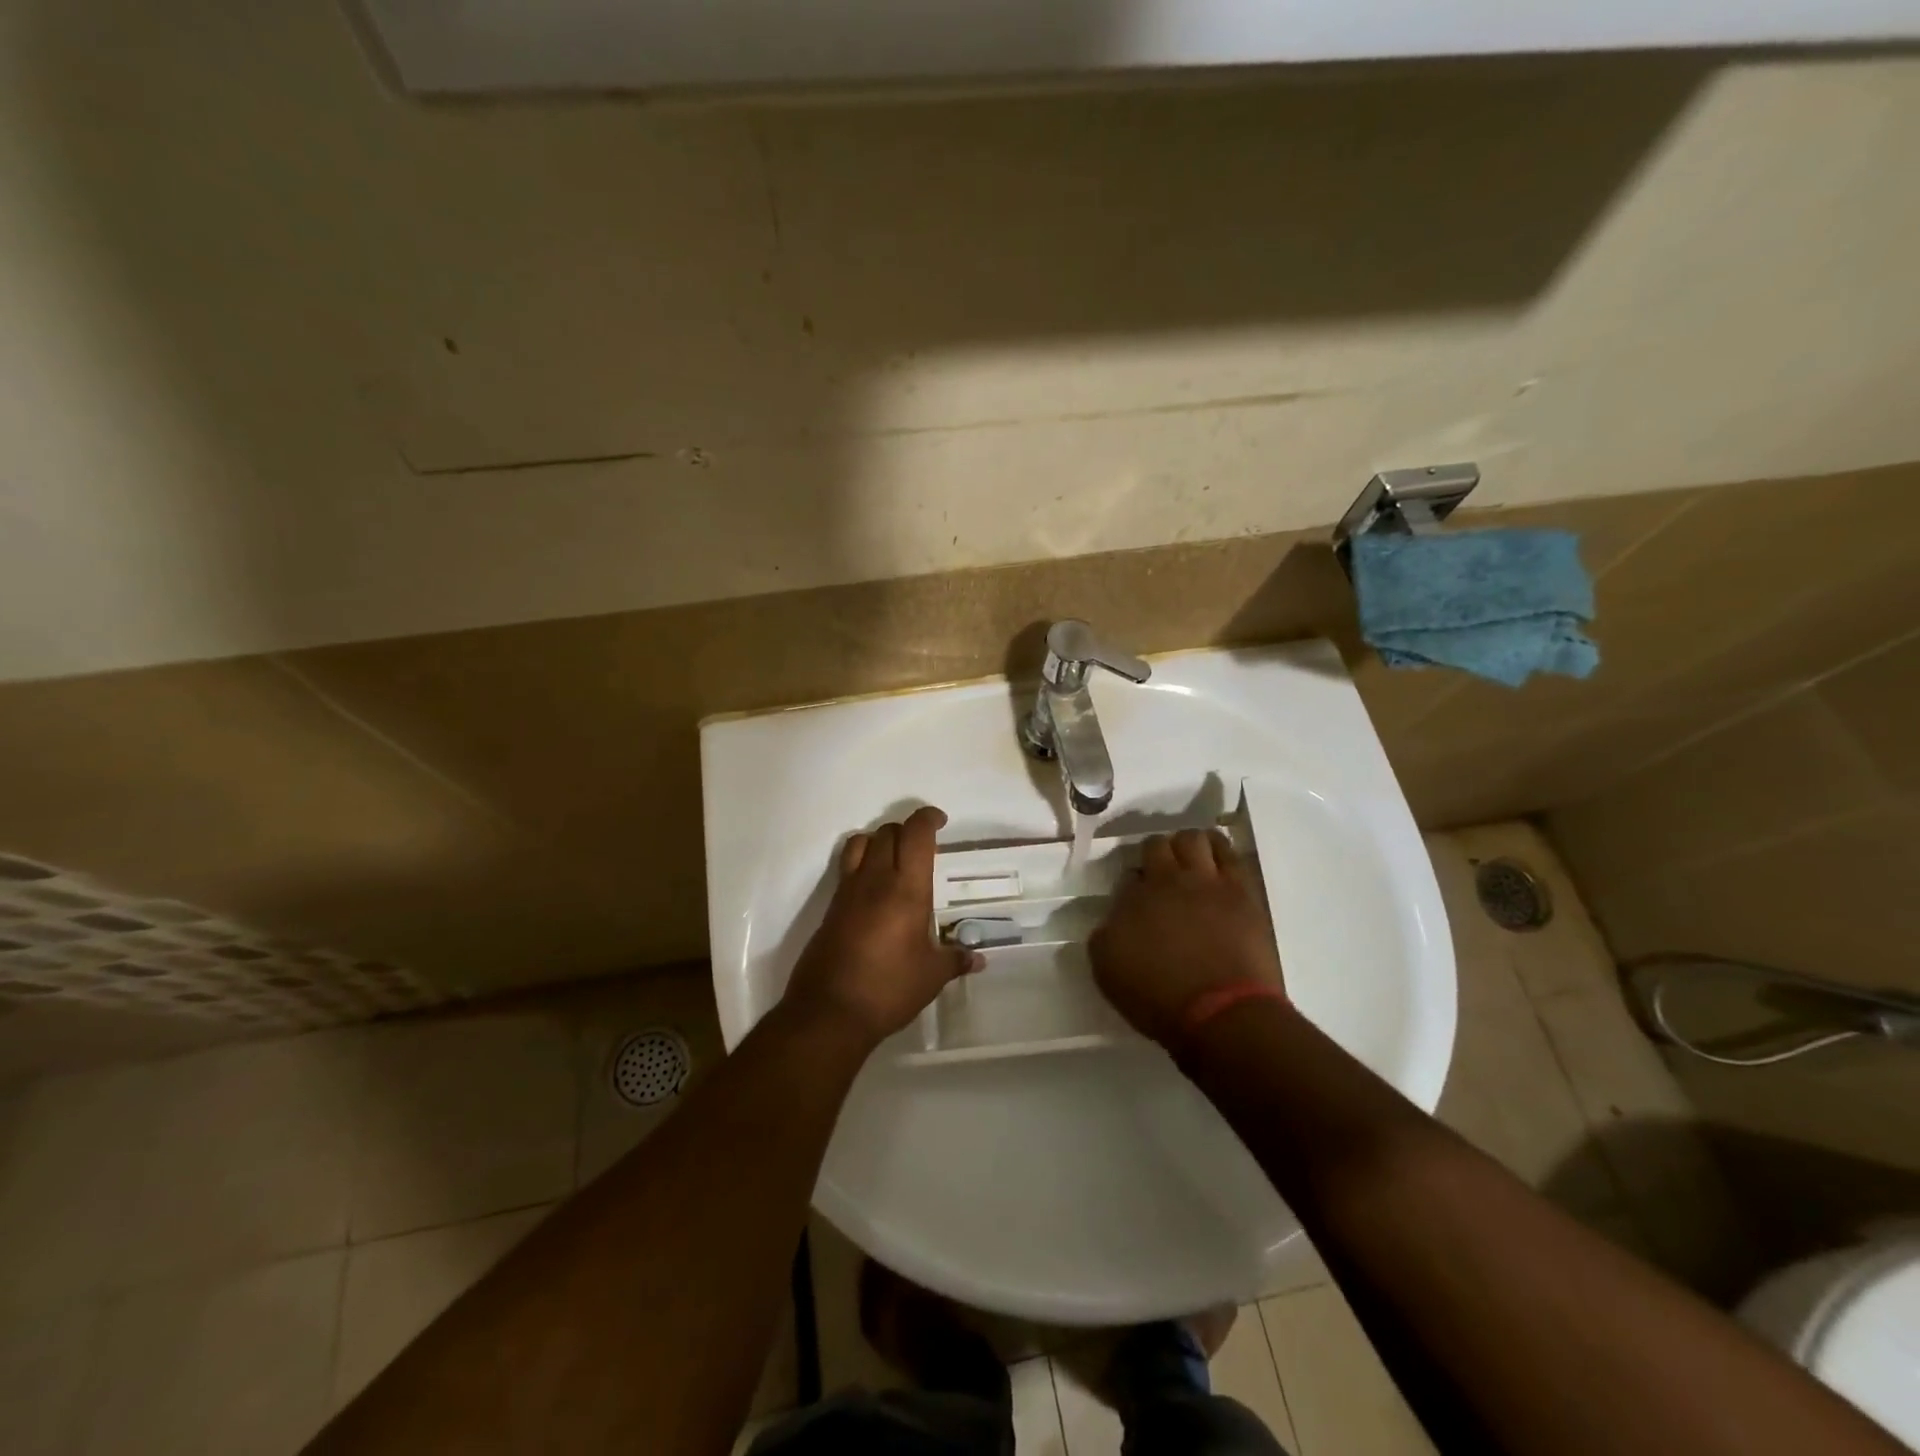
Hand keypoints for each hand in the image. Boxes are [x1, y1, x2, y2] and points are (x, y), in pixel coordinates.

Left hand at [783, 806, 978, 1044]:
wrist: (829, 1012)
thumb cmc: (888, 989)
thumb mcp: (931, 976)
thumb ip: (955, 960)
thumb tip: (978, 959)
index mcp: (906, 889)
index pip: (915, 834)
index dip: (927, 818)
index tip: (939, 820)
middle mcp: (875, 880)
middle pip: (888, 832)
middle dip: (907, 829)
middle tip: (923, 846)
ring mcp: (848, 891)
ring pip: (861, 842)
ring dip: (879, 840)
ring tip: (894, 858)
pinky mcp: (831, 907)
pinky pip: (847, 867)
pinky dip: (862, 861)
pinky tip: (874, 888)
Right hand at [1089, 828, 1285, 1049]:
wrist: (1222, 1015)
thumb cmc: (1159, 999)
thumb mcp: (1108, 971)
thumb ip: (1105, 935)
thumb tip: (1114, 918)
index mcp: (1133, 899)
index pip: (1127, 874)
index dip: (1130, 882)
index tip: (1135, 897)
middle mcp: (1166, 881)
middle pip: (1157, 846)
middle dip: (1155, 853)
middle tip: (1158, 872)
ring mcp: (1208, 882)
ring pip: (1194, 839)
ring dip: (1187, 845)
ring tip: (1189, 859)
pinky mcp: (1242, 892)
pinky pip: (1229, 854)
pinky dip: (1218, 849)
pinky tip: (1216, 857)